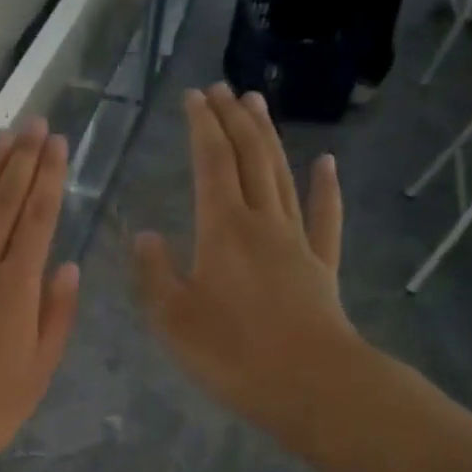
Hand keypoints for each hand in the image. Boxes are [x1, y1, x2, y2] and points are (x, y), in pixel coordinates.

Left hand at [0, 120, 79, 471]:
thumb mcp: (37, 373)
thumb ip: (55, 316)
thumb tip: (67, 266)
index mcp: (16, 289)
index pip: (38, 220)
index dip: (49, 179)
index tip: (58, 144)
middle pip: (3, 203)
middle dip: (22, 160)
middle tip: (34, 122)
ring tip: (1, 134)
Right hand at [135, 86, 366, 443]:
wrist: (309, 383)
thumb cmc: (232, 352)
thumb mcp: (173, 318)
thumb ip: (155, 273)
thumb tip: (145, 236)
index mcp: (222, 229)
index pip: (211, 163)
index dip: (202, 127)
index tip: (194, 96)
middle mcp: (262, 222)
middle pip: (250, 158)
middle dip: (234, 120)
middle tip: (223, 88)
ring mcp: (297, 241)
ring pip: (281, 176)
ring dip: (269, 138)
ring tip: (258, 104)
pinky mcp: (321, 266)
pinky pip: (324, 217)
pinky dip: (325, 188)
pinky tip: (326, 164)